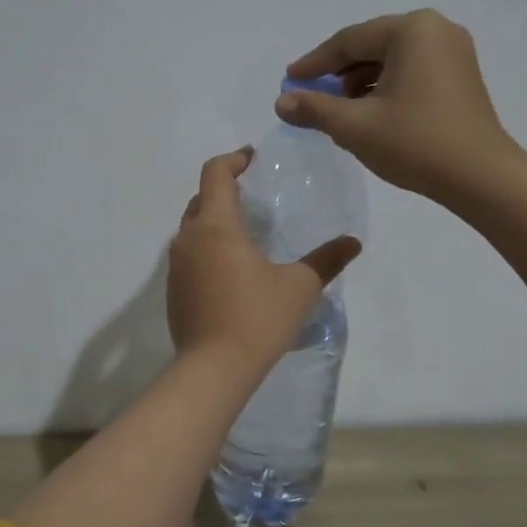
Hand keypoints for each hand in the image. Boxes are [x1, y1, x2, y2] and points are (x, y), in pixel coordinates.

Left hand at [168, 149, 360, 367]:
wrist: (213, 368)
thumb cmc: (258, 318)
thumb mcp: (300, 286)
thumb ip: (326, 260)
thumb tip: (352, 243)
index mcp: (216, 226)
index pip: (215, 173)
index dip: (233, 159)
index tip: (253, 158)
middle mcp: (189, 238)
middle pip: (201, 198)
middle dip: (224, 188)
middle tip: (253, 194)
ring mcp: (176, 266)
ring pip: (192, 228)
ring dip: (213, 220)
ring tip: (244, 231)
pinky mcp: (173, 290)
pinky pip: (188, 254)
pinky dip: (206, 247)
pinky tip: (230, 268)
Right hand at [278, 9, 519, 201]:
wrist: (480, 177)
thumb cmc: (415, 143)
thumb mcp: (354, 126)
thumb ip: (314, 109)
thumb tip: (281, 102)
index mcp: (411, 31)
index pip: (349, 41)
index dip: (315, 63)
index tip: (290, 81)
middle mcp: (436, 30)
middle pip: (371, 46)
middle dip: (338, 73)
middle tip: (311, 95)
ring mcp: (453, 52)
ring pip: (391, 60)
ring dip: (360, 82)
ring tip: (338, 110)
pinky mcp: (461, 76)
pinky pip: (411, 71)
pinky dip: (385, 88)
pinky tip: (369, 113)